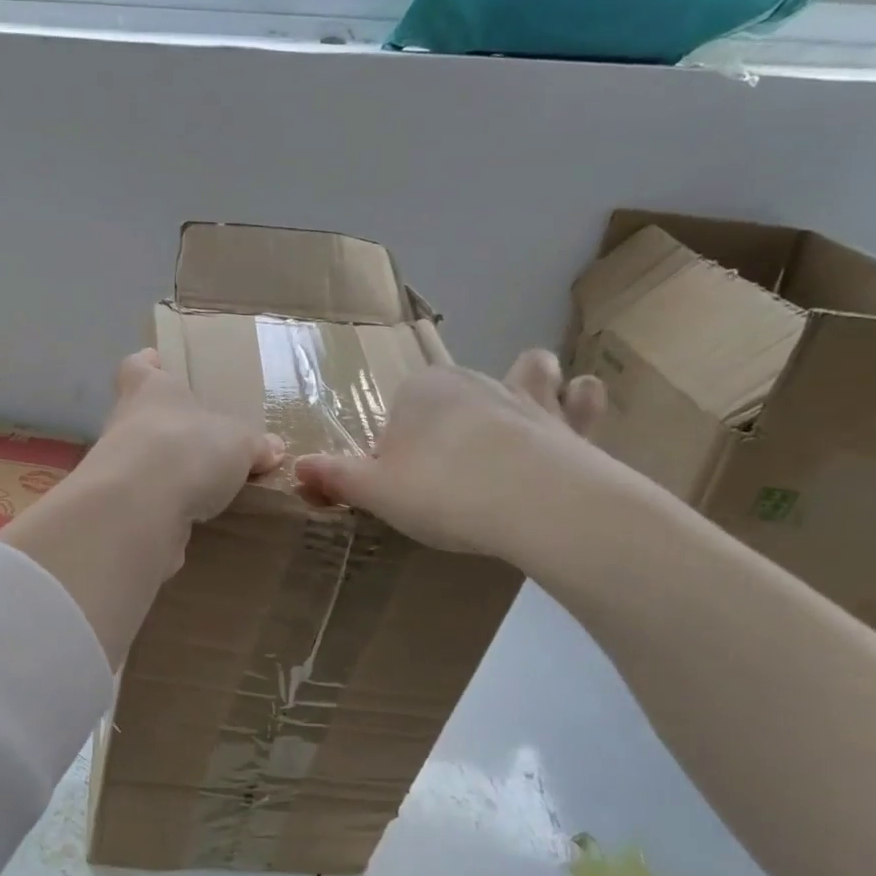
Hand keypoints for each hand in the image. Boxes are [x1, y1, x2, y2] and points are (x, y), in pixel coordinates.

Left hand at [79, 348, 284, 524]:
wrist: (137, 508)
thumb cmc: (188, 450)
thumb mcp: (238, 444)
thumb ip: (253, 445)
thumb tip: (273, 447)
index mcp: (150, 390)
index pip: (138, 367)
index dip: (147, 365)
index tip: (155, 362)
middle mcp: (124, 421)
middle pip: (136, 414)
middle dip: (161, 424)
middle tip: (192, 435)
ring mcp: (112, 465)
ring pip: (135, 458)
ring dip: (159, 467)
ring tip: (194, 481)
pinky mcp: (114, 504)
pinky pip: (139, 497)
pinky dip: (158, 503)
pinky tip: (184, 514)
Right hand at [295, 349, 607, 559]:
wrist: (535, 503)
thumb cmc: (442, 491)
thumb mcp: (375, 491)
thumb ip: (336, 476)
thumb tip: (297, 467)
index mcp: (420, 391)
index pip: (400, 413)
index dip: (397, 448)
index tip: (401, 484)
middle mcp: (471, 381)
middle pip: (455, 395)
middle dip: (451, 421)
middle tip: (447, 474)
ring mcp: (525, 397)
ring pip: (526, 372)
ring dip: (525, 382)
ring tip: (520, 410)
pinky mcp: (570, 422)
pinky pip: (578, 399)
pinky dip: (577, 402)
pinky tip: (576, 411)